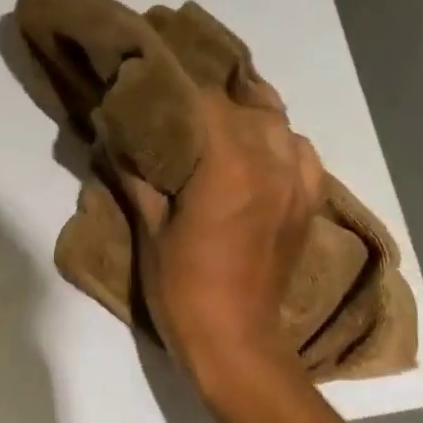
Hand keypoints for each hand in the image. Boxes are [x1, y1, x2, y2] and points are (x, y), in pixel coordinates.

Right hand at [117, 82, 323, 388]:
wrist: (235, 341)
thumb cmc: (183, 287)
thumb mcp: (150, 230)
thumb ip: (137, 176)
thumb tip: (114, 134)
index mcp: (230, 166)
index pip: (207, 101)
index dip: (178, 88)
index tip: (152, 82)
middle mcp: (272, 163)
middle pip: (247, 104)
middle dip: (211, 98)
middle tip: (178, 102)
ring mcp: (298, 183)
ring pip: (279, 123)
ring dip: (248, 116)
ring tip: (217, 122)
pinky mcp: (308, 203)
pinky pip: (301, 153)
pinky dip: (278, 142)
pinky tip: (256, 153)